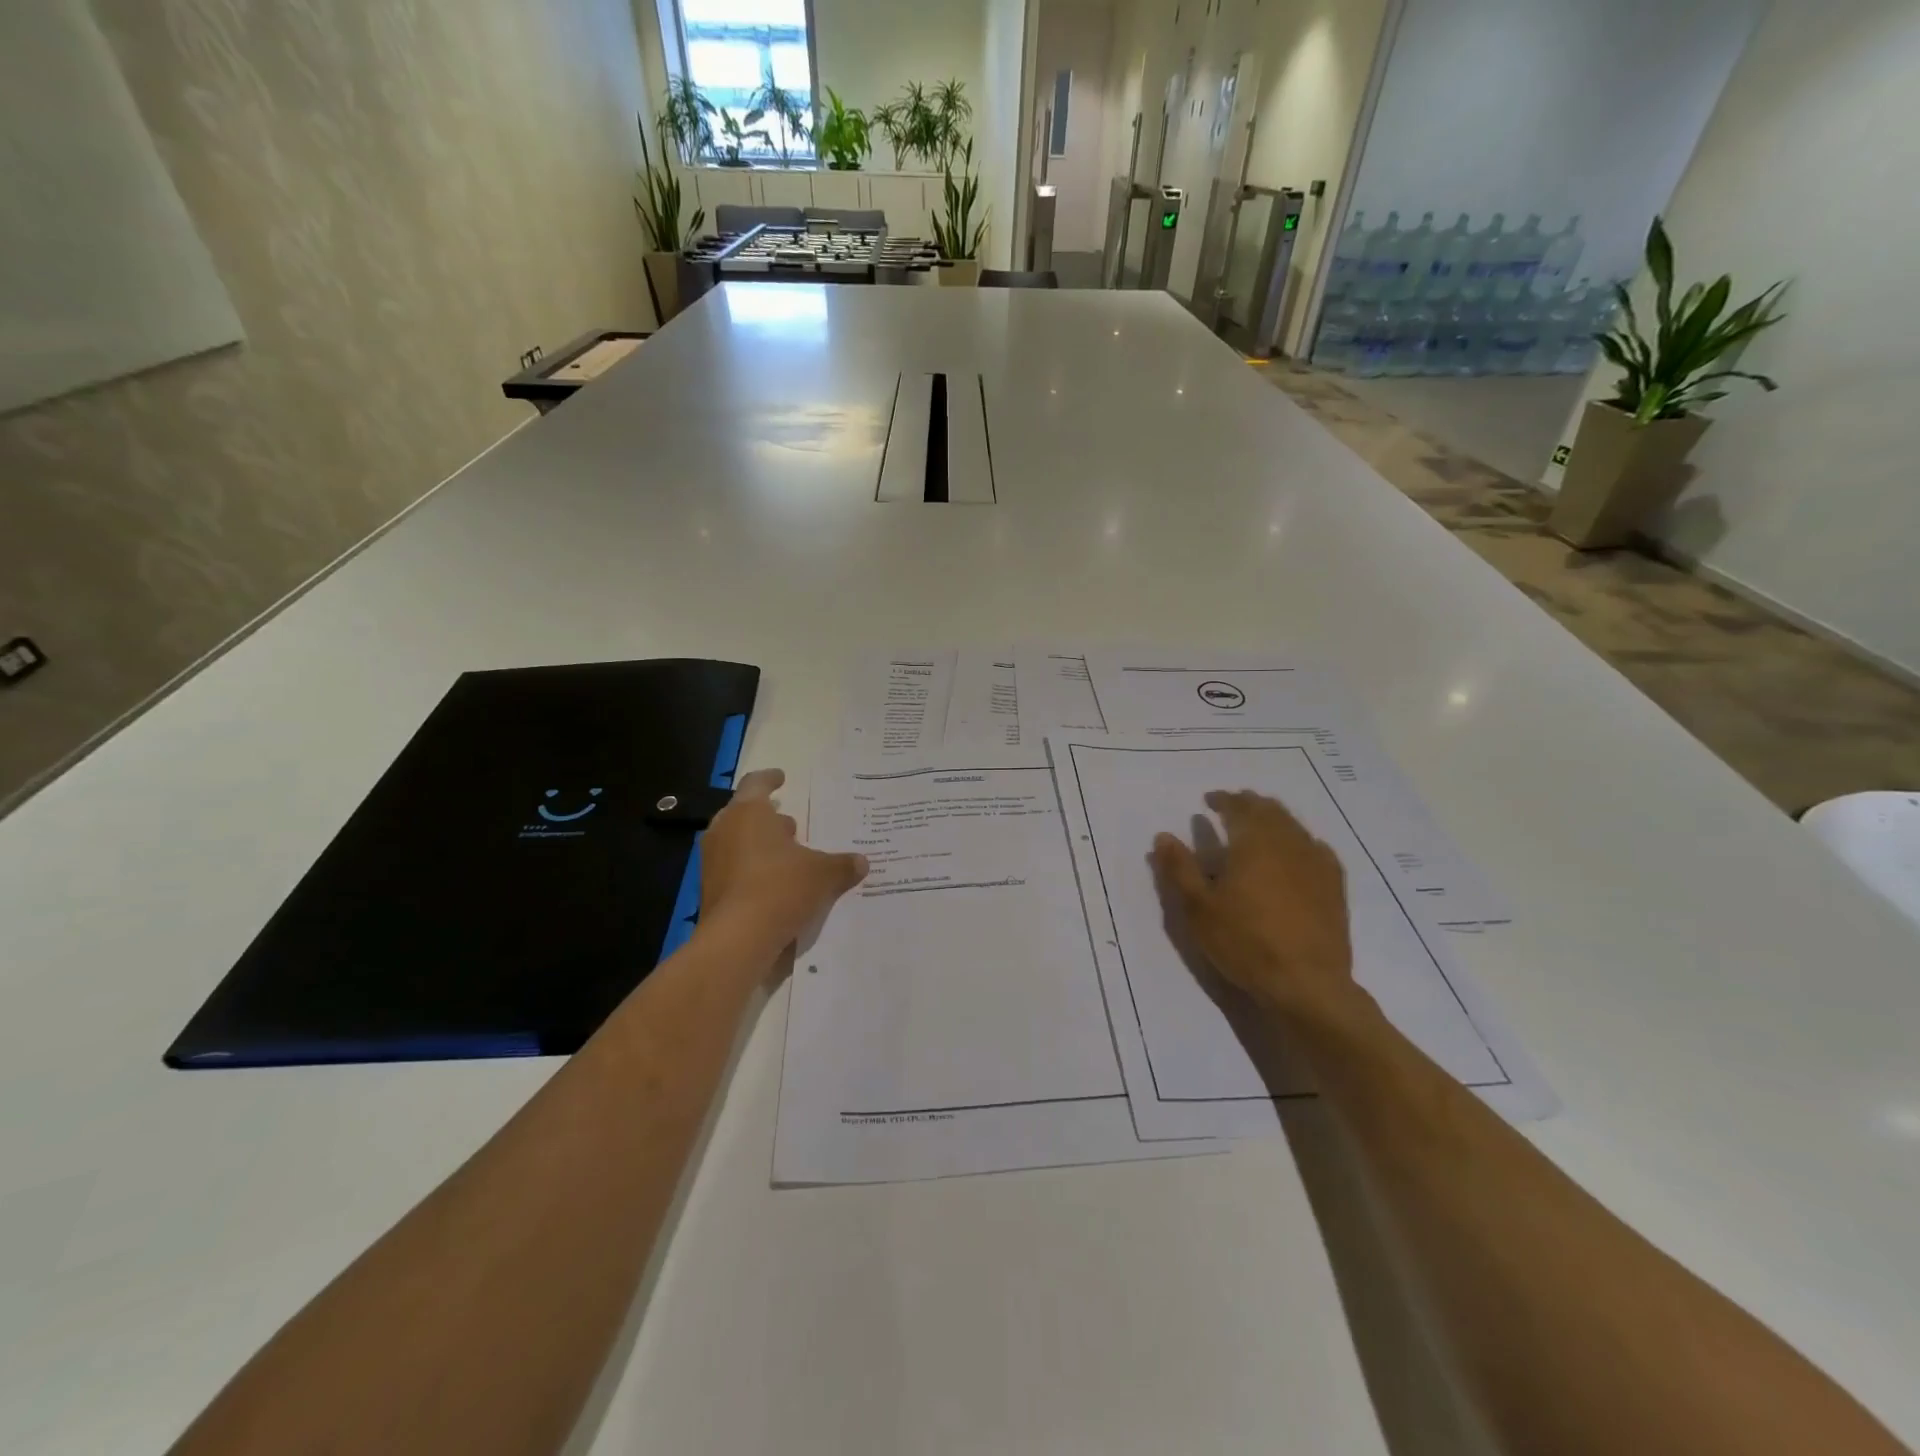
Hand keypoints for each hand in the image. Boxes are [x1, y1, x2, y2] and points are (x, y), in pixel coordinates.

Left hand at [700, 768, 867, 953]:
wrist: (737, 940)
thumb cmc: (780, 888)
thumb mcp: (823, 874)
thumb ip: (841, 864)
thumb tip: (861, 861)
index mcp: (748, 813)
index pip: (757, 783)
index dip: (771, 779)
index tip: (781, 777)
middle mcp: (725, 830)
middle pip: (745, 814)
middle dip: (768, 819)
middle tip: (792, 826)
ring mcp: (713, 861)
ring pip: (738, 842)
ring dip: (761, 846)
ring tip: (789, 857)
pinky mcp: (710, 890)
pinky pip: (735, 870)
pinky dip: (753, 871)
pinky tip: (776, 885)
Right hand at [1151, 791, 1360, 1023]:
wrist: (1306, 983)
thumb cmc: (1244, 941)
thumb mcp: (1198, 908)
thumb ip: (1179, 868)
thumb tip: (1163, 835)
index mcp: (1253, 842)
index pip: (1238, 807)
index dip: (1223, 799)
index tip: (1209, 800)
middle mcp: (1287, 843)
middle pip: (1270, 810)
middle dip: (1250, 804)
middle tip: (1233, 807)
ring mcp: (1316, 863)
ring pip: (1294, 826)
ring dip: (1274, 818)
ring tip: (1260, 826)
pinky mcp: (1334, 885)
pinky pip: (1316, 848)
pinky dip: (1299, 841)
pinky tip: (1296, 852)